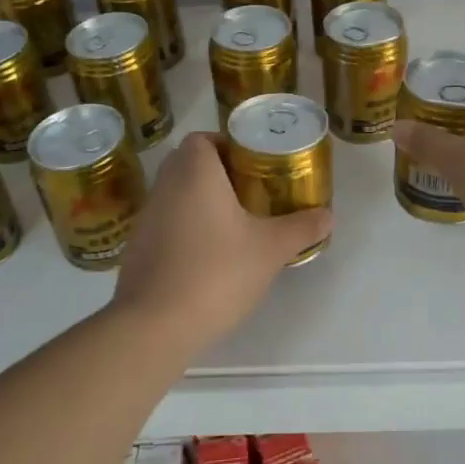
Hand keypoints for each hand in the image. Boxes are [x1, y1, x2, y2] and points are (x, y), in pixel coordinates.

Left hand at [111, 132, 332, 350]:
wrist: (154, 325)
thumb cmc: (216, 272)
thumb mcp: (270, 249)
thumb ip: (301, 228)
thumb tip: (328, 215)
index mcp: (194, 172)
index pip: (203, 138)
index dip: (228, 146)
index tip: (253, 167)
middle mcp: (165, 185)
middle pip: (189, 163)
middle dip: (219, 174)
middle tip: (251, 194)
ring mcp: (146, 217)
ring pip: (176, 194)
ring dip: (200, 202)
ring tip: (233, 225)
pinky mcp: (137, 248)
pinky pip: (165, 223)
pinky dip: (185, 229)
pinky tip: (207, 256)